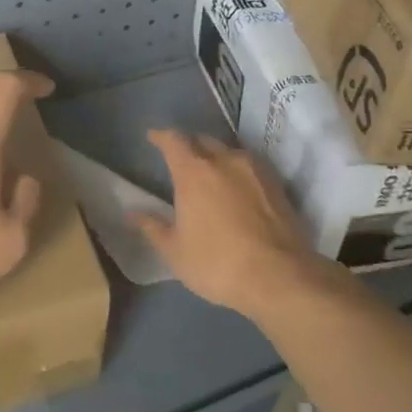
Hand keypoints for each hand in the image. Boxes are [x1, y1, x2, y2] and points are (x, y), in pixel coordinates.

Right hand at [134, 129, 332, 320]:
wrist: (279, 275)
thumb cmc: (217, 263)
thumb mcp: (176, 252)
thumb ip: (152, 227)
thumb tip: (131, 214)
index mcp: (193, 171)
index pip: (173, 140)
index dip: (161, 136)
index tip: (153, 137)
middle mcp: (224, 159)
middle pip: (202, 141)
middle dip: (189, 145)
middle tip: (181, 160)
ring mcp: (253, 168)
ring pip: (229, 152)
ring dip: (216, 157)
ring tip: (211, 175)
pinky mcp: (276, 182)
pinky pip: (250, 166)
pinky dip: (238, 171)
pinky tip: (238, 188)